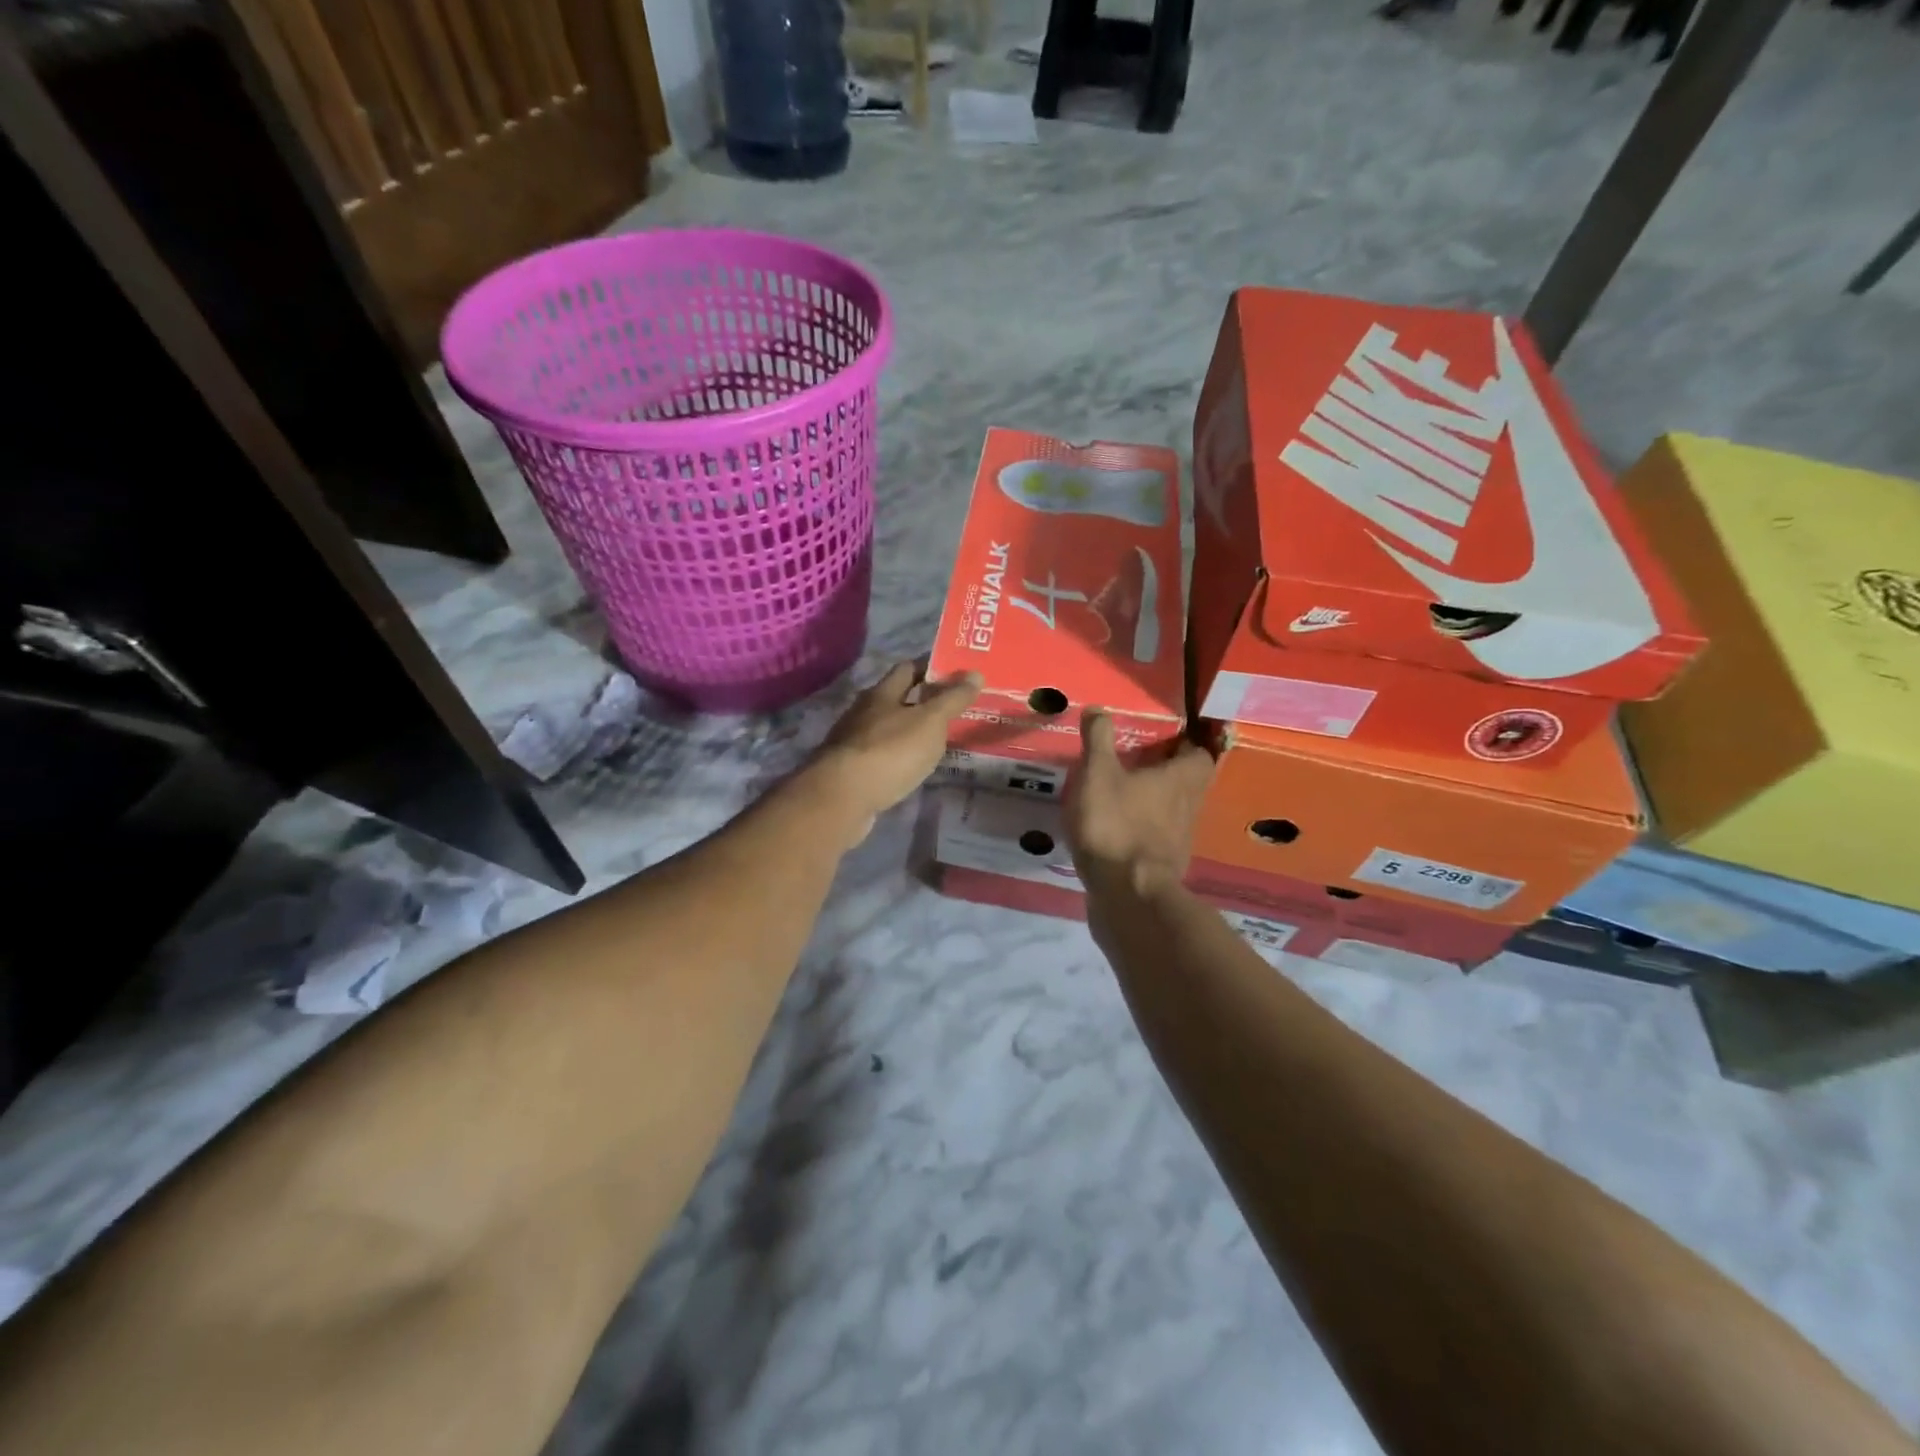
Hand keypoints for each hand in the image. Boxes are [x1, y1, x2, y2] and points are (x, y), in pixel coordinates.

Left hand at [805, 661, 982, 844]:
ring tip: (940, 742)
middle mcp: (864, 712)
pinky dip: (899, 758)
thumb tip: (975, 673)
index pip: (908, 668)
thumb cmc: (890, 751)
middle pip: (897, 699)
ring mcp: (854, 742)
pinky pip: (882, 756)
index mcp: (882, 693)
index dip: (932, 668)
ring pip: (889, 729)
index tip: (958, 675)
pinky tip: (913, 768)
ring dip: (911, 732)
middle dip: (923, 702)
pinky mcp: (851, 771)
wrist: (843, 797)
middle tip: (955, 711)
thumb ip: (952, 699)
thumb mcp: (930, 722)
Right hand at [1065, 711, 1215, 898]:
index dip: (1184, 745)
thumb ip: (1099, 740)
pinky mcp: (1165, 865)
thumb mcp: (1098, 774)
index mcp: (1180, 779)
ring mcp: (1179, 840)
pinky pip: (1157, 837)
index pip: (1199, 754)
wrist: (1127, 894)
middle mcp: (1188, 806)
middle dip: (1167, 772)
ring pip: (1174, 811)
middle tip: (1138, 763)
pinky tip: (1118, 830)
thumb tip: (1099, 708)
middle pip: (1188, 783)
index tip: (1161, 739)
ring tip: (1124, 794)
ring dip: (1155, 802)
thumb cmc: (1116, 824)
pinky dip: (1143, 830)